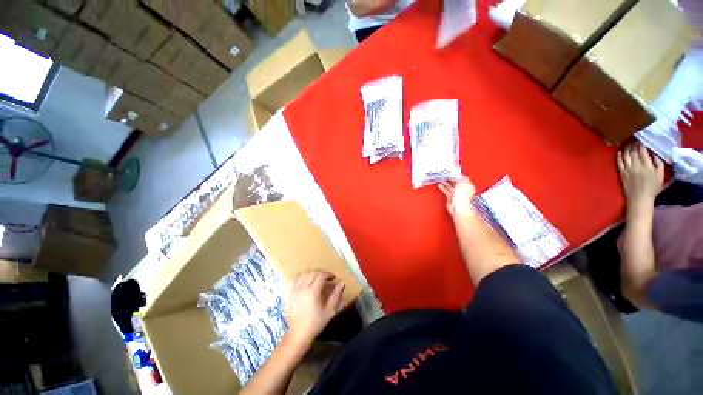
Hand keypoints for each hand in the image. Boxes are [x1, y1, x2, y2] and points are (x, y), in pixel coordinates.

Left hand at [286, 270, 344, 345]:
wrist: (299, 334)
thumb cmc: (316, 323)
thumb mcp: (330, 311)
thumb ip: (336, 295)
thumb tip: (342, 283)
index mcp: (313, 291)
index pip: (321, 275)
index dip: (328, 274)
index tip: (333, 277)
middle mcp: (303, 287)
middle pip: (313, 273)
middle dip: (321, 273)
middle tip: (327, 278)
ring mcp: (294, 289)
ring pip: (304, 274)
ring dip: (312, 273)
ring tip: (317, 278)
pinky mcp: (289, 293)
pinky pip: (294, 279)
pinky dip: (300, 276)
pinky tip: (304, 280)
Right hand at [439, 177, 476, 217]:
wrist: (459, 208)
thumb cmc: (463, 197)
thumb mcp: (462, 183)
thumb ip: (459, 179)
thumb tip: (458, 176)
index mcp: (469, 186)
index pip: (463, 179)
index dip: (458, 176)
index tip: (452, 173)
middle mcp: (463, 190)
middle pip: (456, 183)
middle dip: (451, 179)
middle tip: (446, 176)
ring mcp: (457, 195)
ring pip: (451, 187)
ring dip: (446, 183)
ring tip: (442, 180)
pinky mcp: (451, 199)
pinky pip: (446, 192)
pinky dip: (443, 188)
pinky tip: (440, 186)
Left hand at [617, 142, 663, 209]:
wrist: (640, 198)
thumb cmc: (653, 188)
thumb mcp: (661, 175)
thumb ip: (659, 164)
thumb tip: (655, 154)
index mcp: (647, 165)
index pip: (642, 151)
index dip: (641, 144)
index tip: (641, 138)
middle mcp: (636, 165)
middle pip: (633, 152)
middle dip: (633, 144)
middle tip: (634, 138)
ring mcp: (627, 169)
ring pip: (626, 156)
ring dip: (627, 148)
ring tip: (628, 143)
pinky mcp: (621, 173)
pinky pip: (619, 163)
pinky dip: (619, 157)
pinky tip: (619, 152)